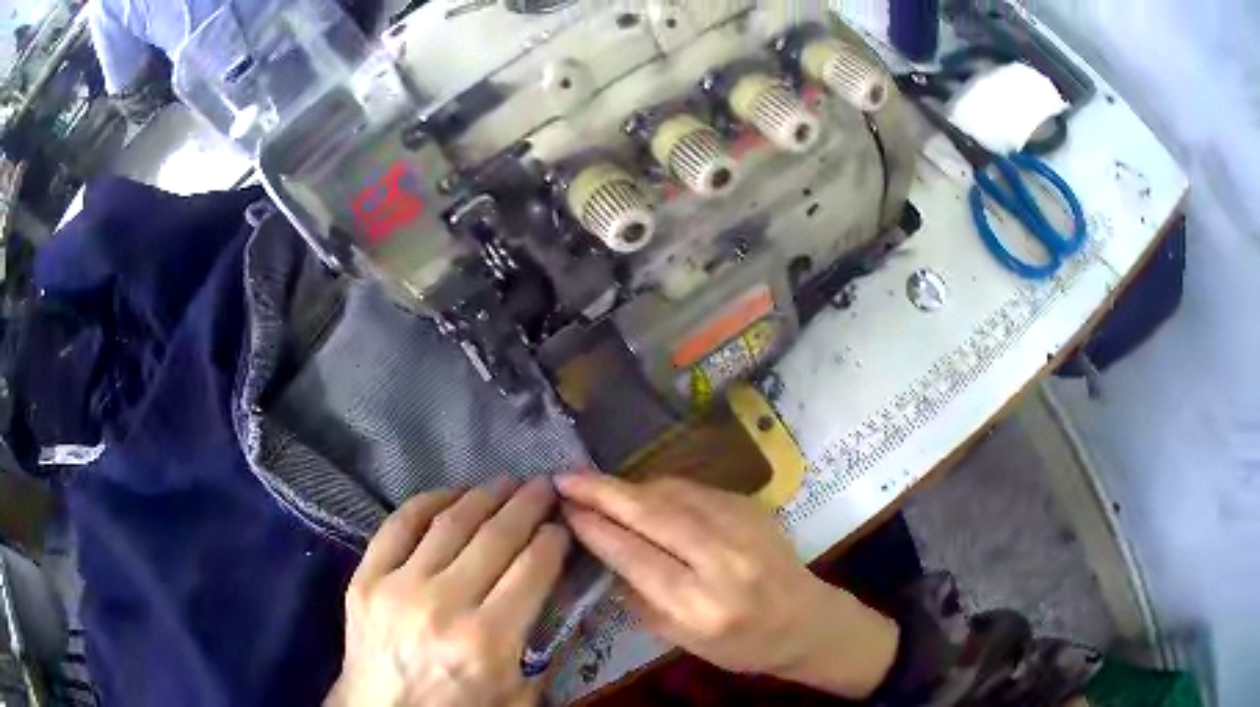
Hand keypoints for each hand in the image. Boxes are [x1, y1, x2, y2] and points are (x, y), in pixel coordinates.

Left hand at [327, 477, 570, 706]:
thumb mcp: (520, 696)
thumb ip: (547, 649)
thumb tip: (565, 597)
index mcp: (488, 640)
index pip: (533, 568)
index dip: (553, 539)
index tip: (562, 525)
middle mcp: (443, 604)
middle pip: (496, 537)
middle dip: (527, 505)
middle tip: (543, 486)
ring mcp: (397, 586)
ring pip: (449, 523)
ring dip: (483, 496)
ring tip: (505, 484)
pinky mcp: (365, 578)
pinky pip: (398, 525)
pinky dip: (427, 503)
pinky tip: (450, 495)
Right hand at [557, 474, 897, 698]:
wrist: (805, 621)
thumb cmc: (740, 645)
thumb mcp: (681, 639)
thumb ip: (639, 597)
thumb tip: (601, 550)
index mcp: (701, 605)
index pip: (636, 556)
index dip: (596, 528)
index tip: (564, 509)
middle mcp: (723, 560)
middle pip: (653, 515)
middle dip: (603, 492)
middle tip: (565, 478)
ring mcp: (743, 527)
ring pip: (673, 494)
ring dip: (629, 487)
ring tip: (595, 485)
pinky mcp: (752, 507)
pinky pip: (695, 491)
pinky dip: (661, 489)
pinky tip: (641, 494)